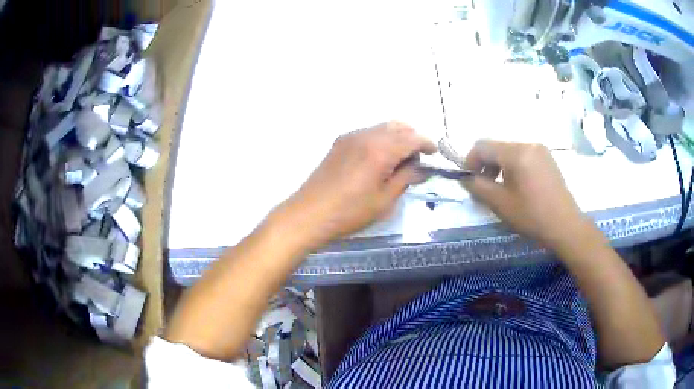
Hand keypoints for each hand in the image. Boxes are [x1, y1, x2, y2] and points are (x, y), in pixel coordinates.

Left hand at [281, 121, 435, 245]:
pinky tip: (380, 157)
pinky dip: (380, 138)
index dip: (426, 143)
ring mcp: (350, 137)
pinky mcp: (340, 142)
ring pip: (382, 127)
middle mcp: (366, 136)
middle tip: (418, 156)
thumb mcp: (384, 200)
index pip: (411, 138)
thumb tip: (420, 168)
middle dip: (412, 137)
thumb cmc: (350, 212)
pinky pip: (368, 132)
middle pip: (397, 126)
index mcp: (380, 150)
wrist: (310, 213)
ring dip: (396, 136)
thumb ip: (405, 179)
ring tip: (401, 158)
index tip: (434, 153)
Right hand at [462, 140, 587, 248]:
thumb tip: (464, 178)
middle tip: (484, 188)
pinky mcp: (547, 159)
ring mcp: (540, 150)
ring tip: (500, 189)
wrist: (565, 226)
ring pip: (510, 152)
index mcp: (516, 153)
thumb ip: (478, 187)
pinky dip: (513, 167)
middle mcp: (528, 144)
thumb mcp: (500, 204)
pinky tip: (517, 187)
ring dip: (499, 167)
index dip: (469, 161)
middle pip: (497, 147)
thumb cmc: (532, 216)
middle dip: (485, 165)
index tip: (468, 180)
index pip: (482, 146)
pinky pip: (523, 156)